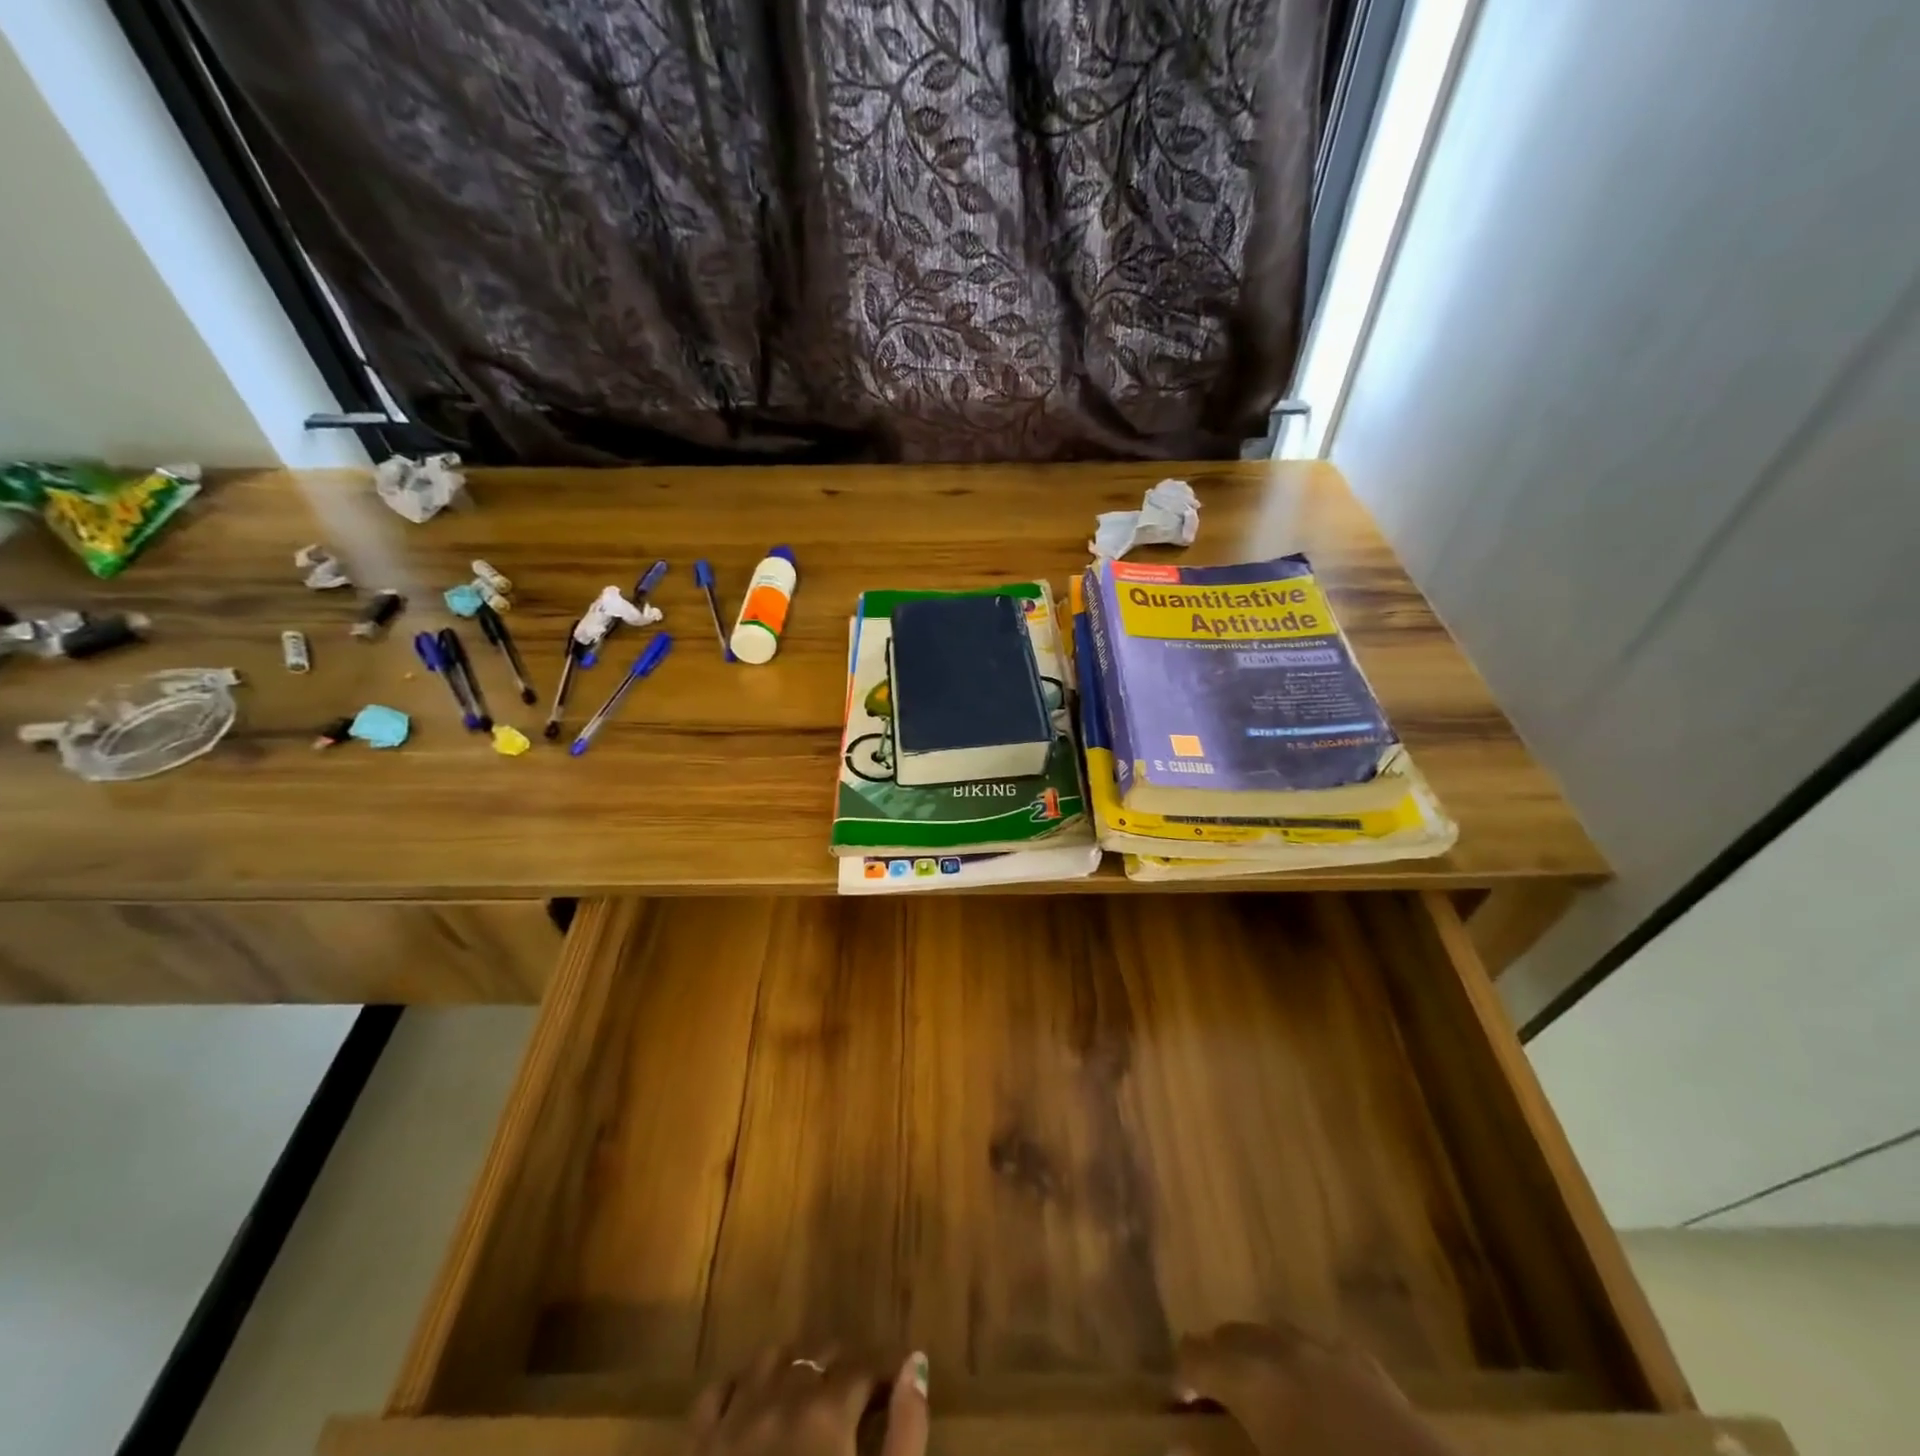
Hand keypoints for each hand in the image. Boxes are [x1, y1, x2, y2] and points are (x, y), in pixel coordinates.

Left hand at [684, 1347, 928, 1455]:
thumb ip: (906, 1430)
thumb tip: (915, 1364)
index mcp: (828, 1410)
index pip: (865, 1364)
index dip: (884, 1373)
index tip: (893, 1391)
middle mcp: (782, 1397)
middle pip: (820, 1354)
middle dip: (843, 1368)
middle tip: (857, 1401)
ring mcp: (734, 1419)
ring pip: (770, 1359)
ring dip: (793, 1368)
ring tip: (809, 1395)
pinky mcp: (698, 1447)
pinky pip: (716, 1393)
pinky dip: (738, 1387)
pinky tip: (751, 1404)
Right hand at [1177, 1322, 1455, 1455]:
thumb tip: (1174, 1447)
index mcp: (1252, 1377)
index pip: (1195, 1354)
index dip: (1182, 1377)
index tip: (1180, 1410)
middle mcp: (1282, 1348)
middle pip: (1232, 1336)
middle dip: (1218, 1364)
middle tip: (1218, 1411)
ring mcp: (1330, 1351)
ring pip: (1274, 1336)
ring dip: (1258, 1359)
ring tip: (1264, 1405)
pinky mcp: (1370, 1367)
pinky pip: (1318, 1351)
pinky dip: (1302, 1367)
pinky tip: (1315, 1405)